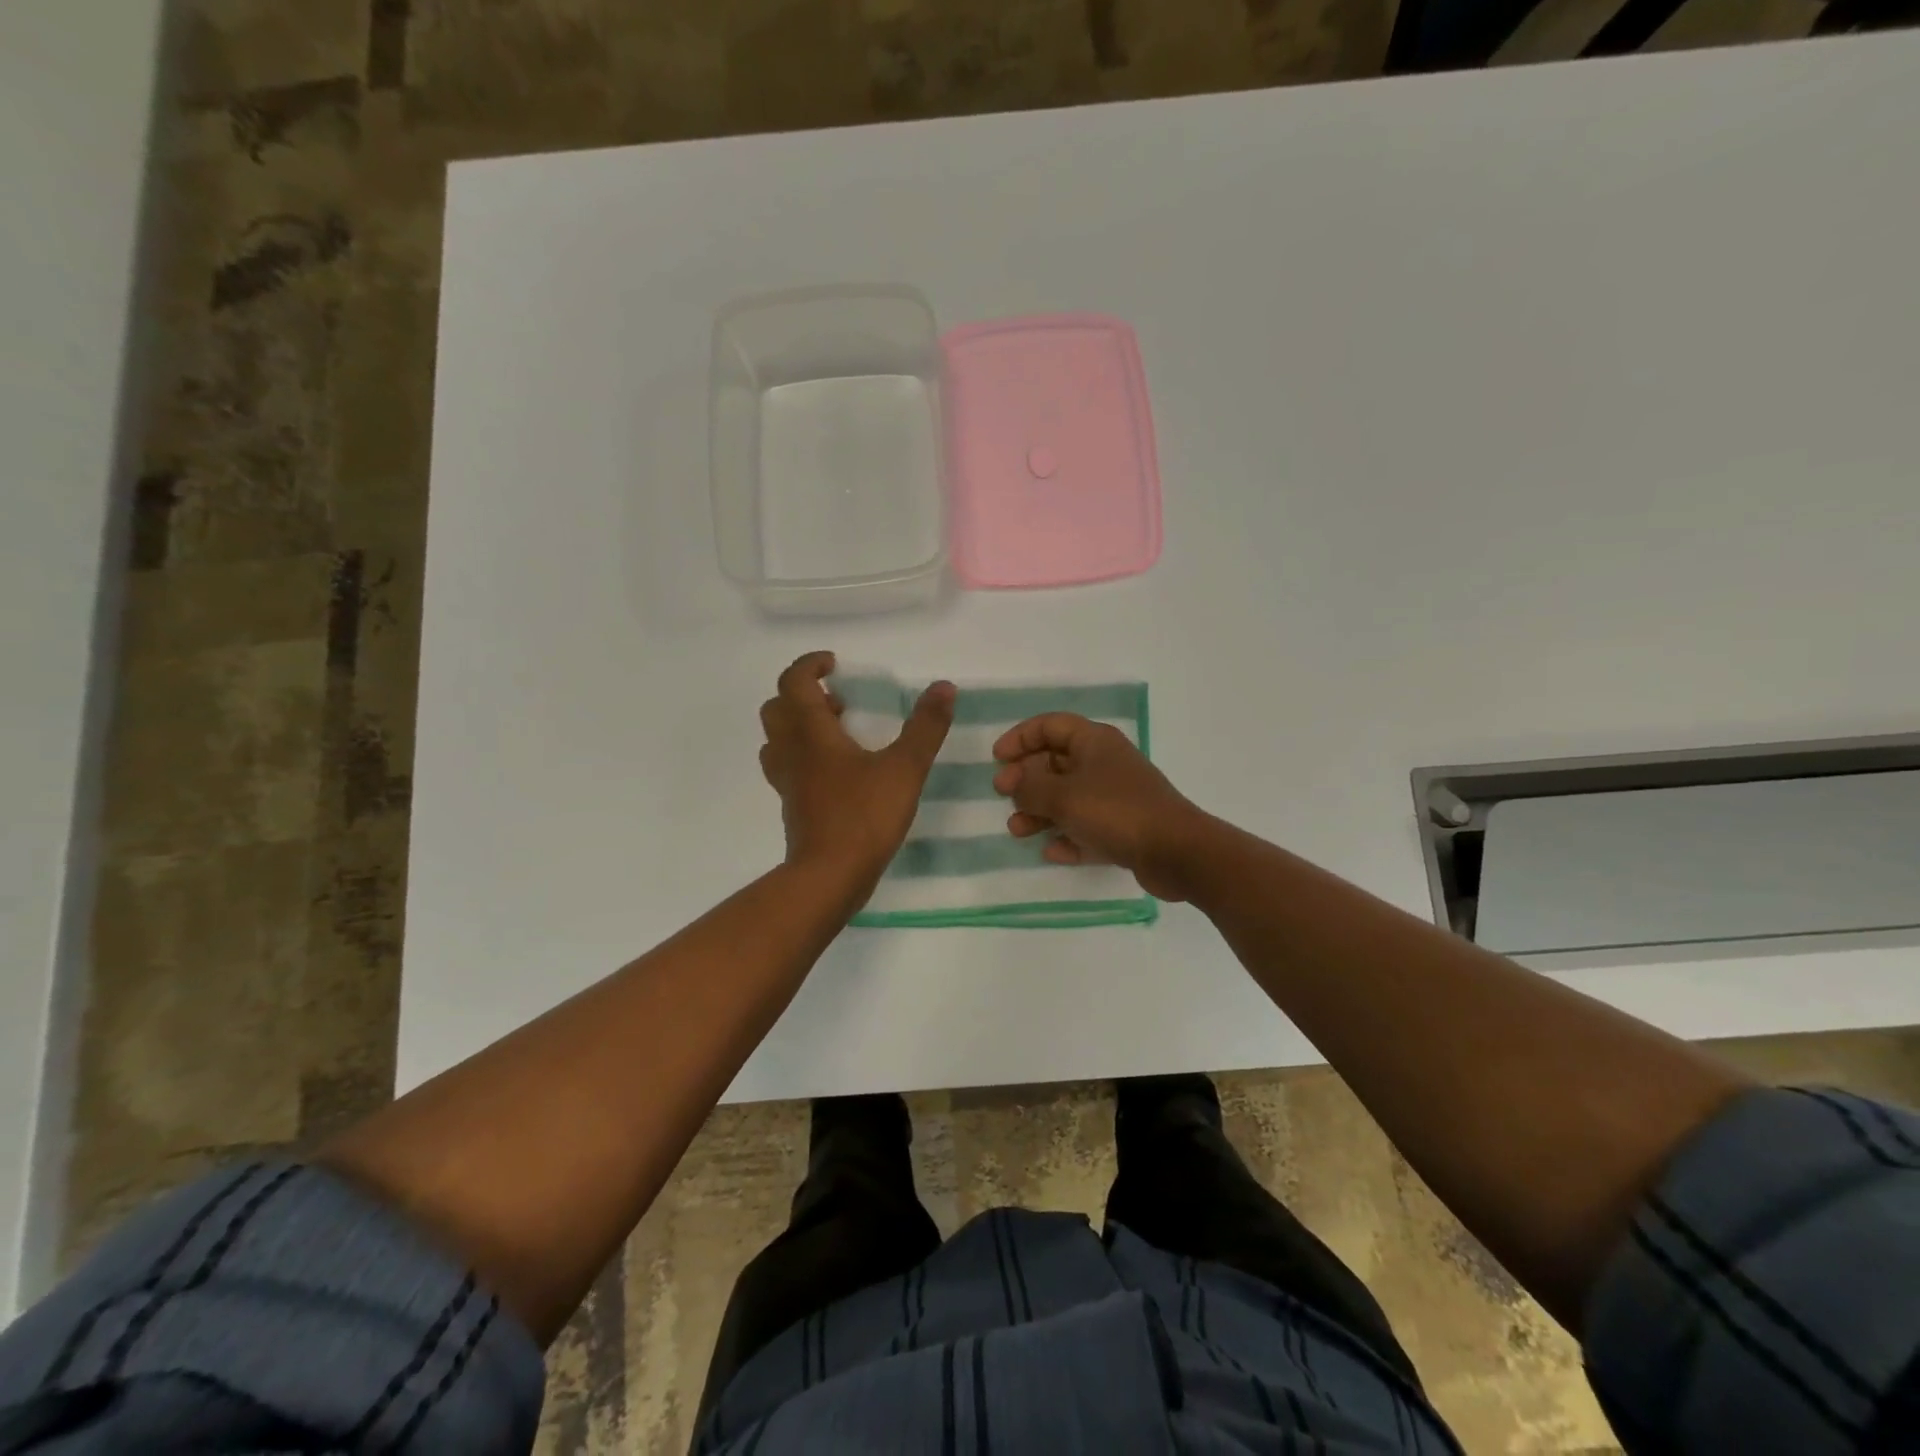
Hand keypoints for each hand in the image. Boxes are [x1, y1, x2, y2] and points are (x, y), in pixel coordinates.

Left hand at [759, 651, 954, 892]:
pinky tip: (838, 772)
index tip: (834, 663)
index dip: (810, 665)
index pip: (794, 682)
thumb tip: (944, 687)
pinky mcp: (792, 807)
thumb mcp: (905, 768)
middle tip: (839, 702)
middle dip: (804, 696)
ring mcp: (787, 782)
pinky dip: (804, 757)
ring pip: (778, 740)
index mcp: (811, 732)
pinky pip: (788, 768)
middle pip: (777, 708)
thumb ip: (925, 727)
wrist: (828, 876)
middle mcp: (791, 751)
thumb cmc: (864, 816)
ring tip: (838, 734)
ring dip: (799, 726)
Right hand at [991, 714, 1206, 900]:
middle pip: (1056, 762)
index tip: (997, 758)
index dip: (1020, 737)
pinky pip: (1086, 828)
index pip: (1050, 725)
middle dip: (1026, 779)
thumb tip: (1015, 783)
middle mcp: (1105, 763)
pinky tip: (1051, 852)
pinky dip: (1067, 836)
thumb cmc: (1115, 812)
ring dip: (1040, 811)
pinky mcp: (1124, 828)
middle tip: (1004, 795)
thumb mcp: (1063, 797)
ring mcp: (1116, 797)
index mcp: (1094, 742)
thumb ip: (1030, 788)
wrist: (1176, 852)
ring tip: (1019, 830)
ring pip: (1068, 798)